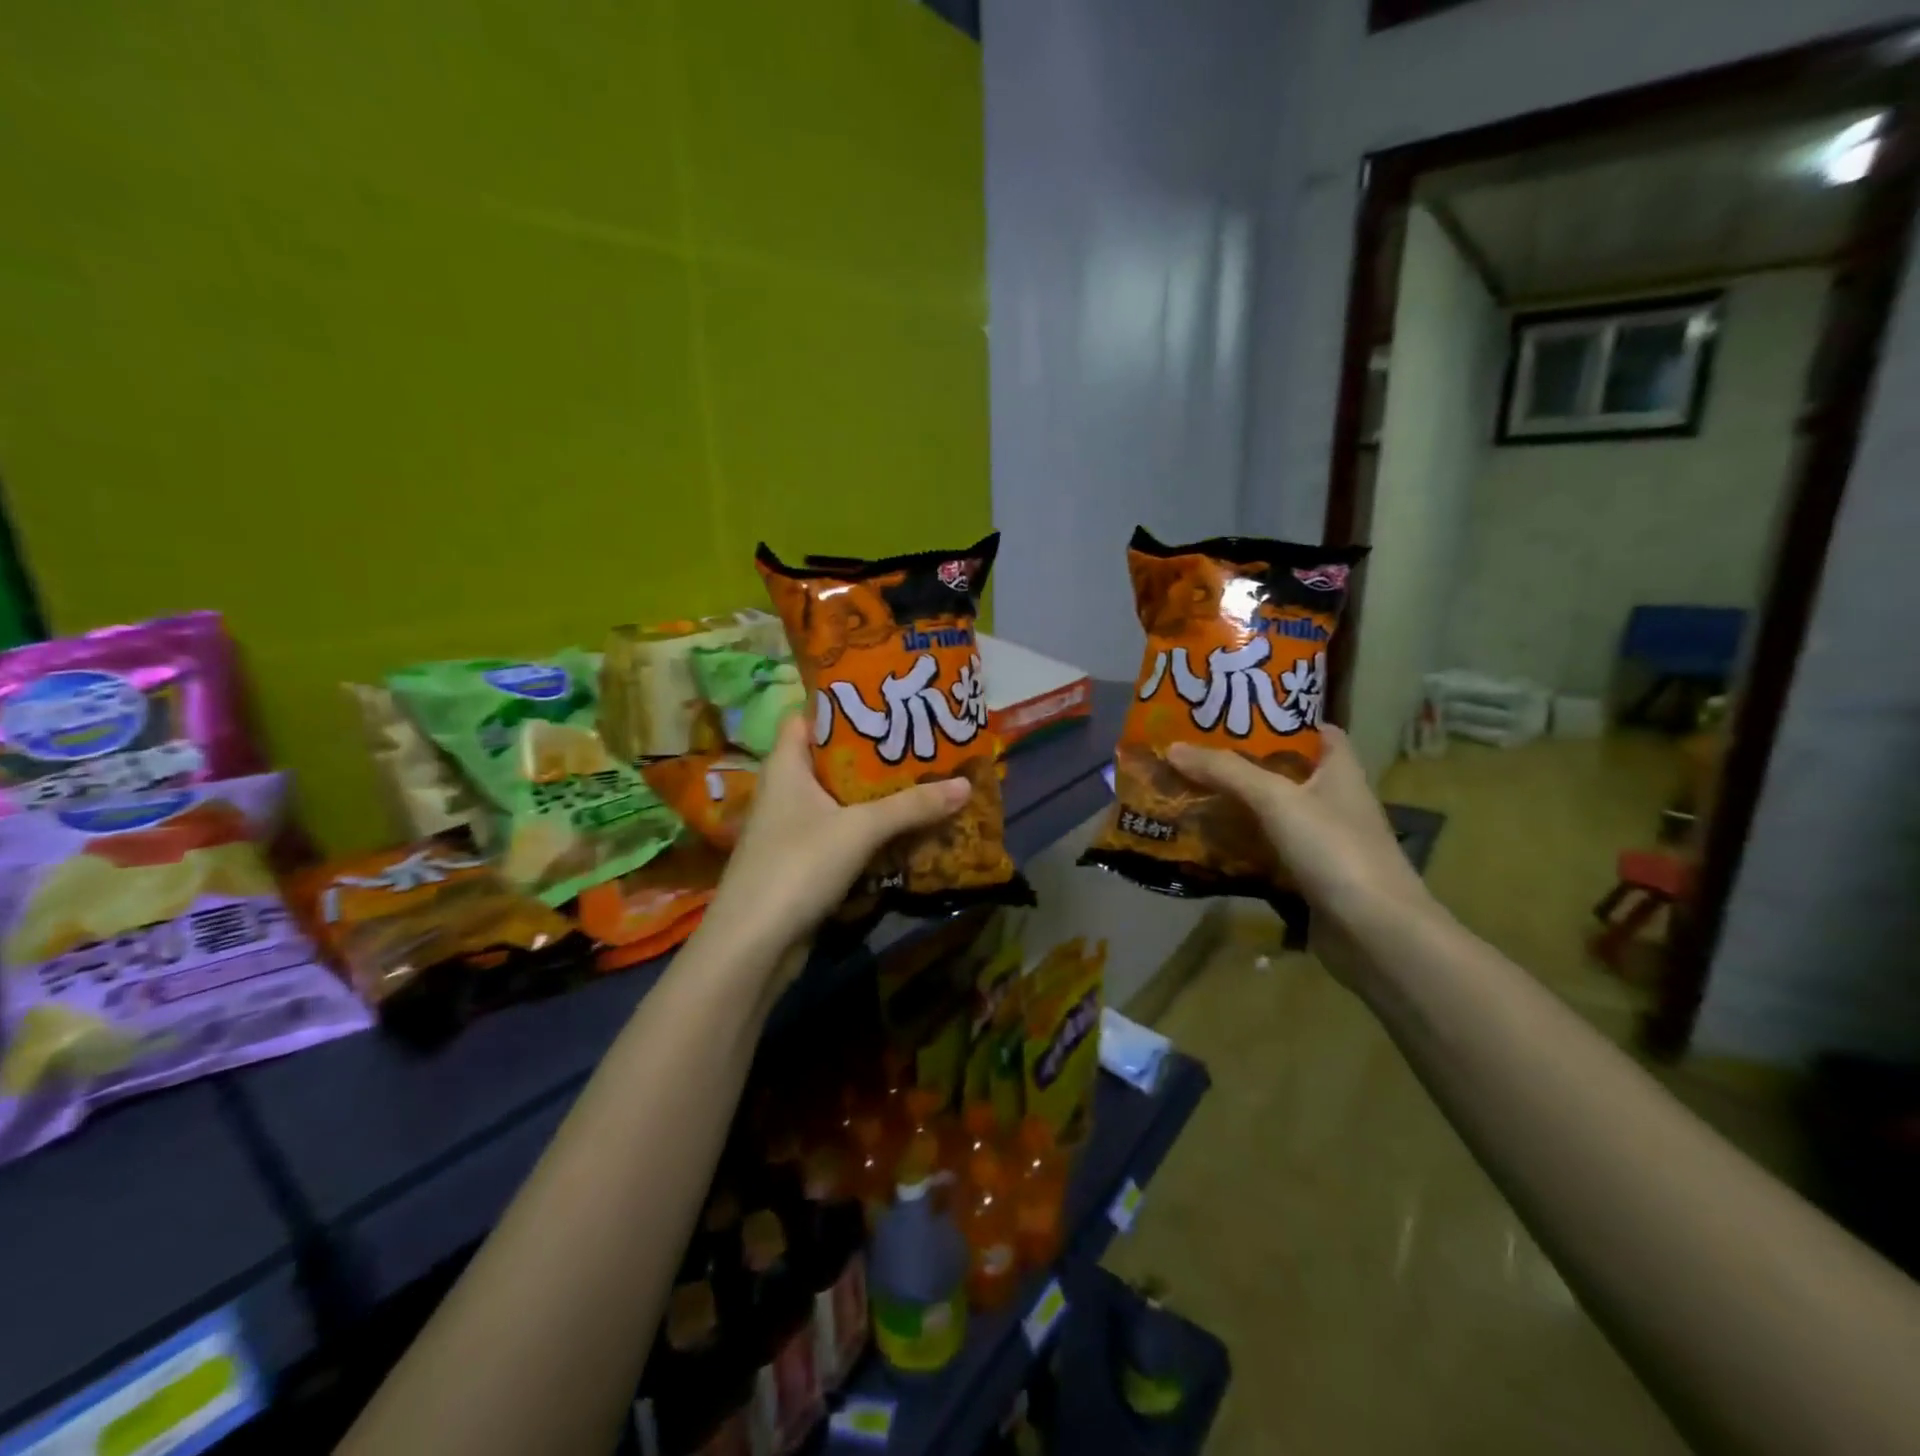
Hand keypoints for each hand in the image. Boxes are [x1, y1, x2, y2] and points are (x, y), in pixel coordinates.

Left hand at [698, 713, 969, 971]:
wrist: (754, 945)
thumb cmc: (798, 865)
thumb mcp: (860, 828)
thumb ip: (912, 805)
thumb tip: (965, 784)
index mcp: (786, 765)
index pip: (809, 717)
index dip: (844, 704)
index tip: (888, 700)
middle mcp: (786, 790)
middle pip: (832, 759)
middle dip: (875, 753)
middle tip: (921, 741)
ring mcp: (793, 828)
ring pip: (841, 800)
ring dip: (878, 795)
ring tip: (925, 779)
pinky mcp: (803, 862)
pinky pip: (843, 833)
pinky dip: (871, 829)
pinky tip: (906, 828)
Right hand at [1167, 726, 1434, 950]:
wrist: (1376, 934)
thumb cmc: (1335, 850)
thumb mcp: (1276, 799)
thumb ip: (1226, 771)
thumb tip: (1173, 747)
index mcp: (1340, 772)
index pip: (1317, 732)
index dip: (1282, 719)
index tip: (1237, 713)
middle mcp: (1335, 802)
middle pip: (1286, 773)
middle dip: (1243, 763)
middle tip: (1195, 753)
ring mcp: (1323, 844)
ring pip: (1272, 815)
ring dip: (1236, 807)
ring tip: (1188, 792)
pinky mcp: (1309, 879)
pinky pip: (1267, 853)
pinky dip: (1240, 848)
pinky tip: (1205, 843)